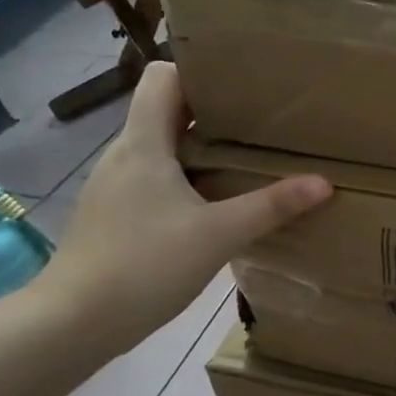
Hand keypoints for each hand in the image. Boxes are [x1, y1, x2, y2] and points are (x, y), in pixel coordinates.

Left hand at [31, 63, 330, 353]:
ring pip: (161, 147)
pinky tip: (214, 203)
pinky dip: (185, 178)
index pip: (163, 76)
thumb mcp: (219, 234)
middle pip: (166, 110)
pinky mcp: (114, 214)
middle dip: (213, 110)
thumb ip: (272, 206)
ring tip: (245, 157)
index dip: (201, 71)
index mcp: (143, 142)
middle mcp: (124, 154)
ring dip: (200, 146)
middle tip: (261, 120)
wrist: (72, 324)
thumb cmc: (144, 265)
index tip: (244, 83)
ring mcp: (115, 186)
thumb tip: (323, 183)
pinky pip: (154, 178)